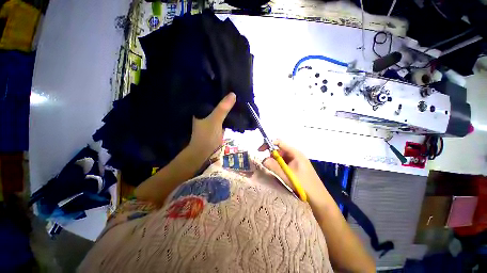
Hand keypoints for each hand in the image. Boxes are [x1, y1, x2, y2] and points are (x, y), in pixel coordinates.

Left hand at [189, 92, 235, 158]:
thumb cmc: (207, 135)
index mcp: (201, 108)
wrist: (204, 152)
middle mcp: (205, 112)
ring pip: (220, 109)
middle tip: (234, 90)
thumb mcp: (215, 120)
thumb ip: (223, 108)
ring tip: (236, 98)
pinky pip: (223, 116)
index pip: (209, 95)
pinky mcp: (217, 124)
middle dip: (224, 98)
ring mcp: (211, 119)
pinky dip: (229, 113)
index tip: (227, 84)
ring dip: (227, 106)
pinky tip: (235, 110)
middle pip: (216, 102)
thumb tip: (233, 94)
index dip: (217, 90)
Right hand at [258, 140, 327, 204]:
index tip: (260, 151)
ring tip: (274, 171)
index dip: (268, 144)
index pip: (279, 142)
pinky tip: (280, 174)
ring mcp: (296, 161)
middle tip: (267, 165)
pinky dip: (280, 166)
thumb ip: (273, 166)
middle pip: (279, 150)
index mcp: (295, 153)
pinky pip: (285, 163)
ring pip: (281, 157)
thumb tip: (263, 159)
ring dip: (275, 162)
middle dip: (271, 156)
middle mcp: (295, 154)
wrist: (318, 197)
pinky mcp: (296, 167)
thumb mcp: (286, 175)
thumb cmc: (303, 184)